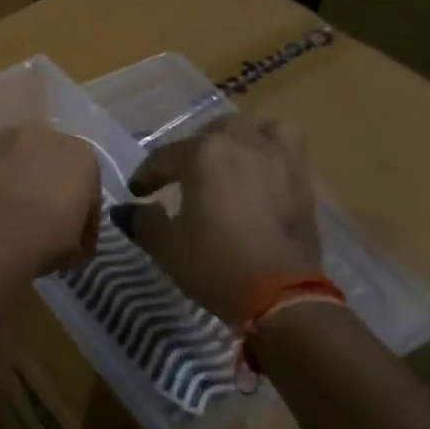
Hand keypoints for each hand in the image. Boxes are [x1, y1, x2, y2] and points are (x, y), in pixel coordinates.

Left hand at [0, 124, 101, 282]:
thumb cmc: (42, 242)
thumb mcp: (77, 249)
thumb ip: (80, 231)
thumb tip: (71, 234)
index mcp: (80, 155)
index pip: (87, 184)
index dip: (82, 212)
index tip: (73, 235)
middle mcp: (44, 134)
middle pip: (51, 160)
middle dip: (48, 183)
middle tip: (39, 216)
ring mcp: (4, 136)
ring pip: (17, 156)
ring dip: (17, 175)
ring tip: (7, 208)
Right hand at [127, 117, 322, 326]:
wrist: (282, 299)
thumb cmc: (216, 266)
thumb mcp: (166, 246)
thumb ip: (142, 221)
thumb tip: (127, 209)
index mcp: (202, 154)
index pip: (163, 157)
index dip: (146, 176)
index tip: (137, 193)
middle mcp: (239, 143)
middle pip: (208, 135)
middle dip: (191, 153)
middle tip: (182, 179)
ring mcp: (276, 156)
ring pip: (253, 130)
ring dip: (237, 141)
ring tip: (229, 162)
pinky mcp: (302, 178)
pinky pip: (287, 146)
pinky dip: (273, 150)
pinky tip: (263, 171)